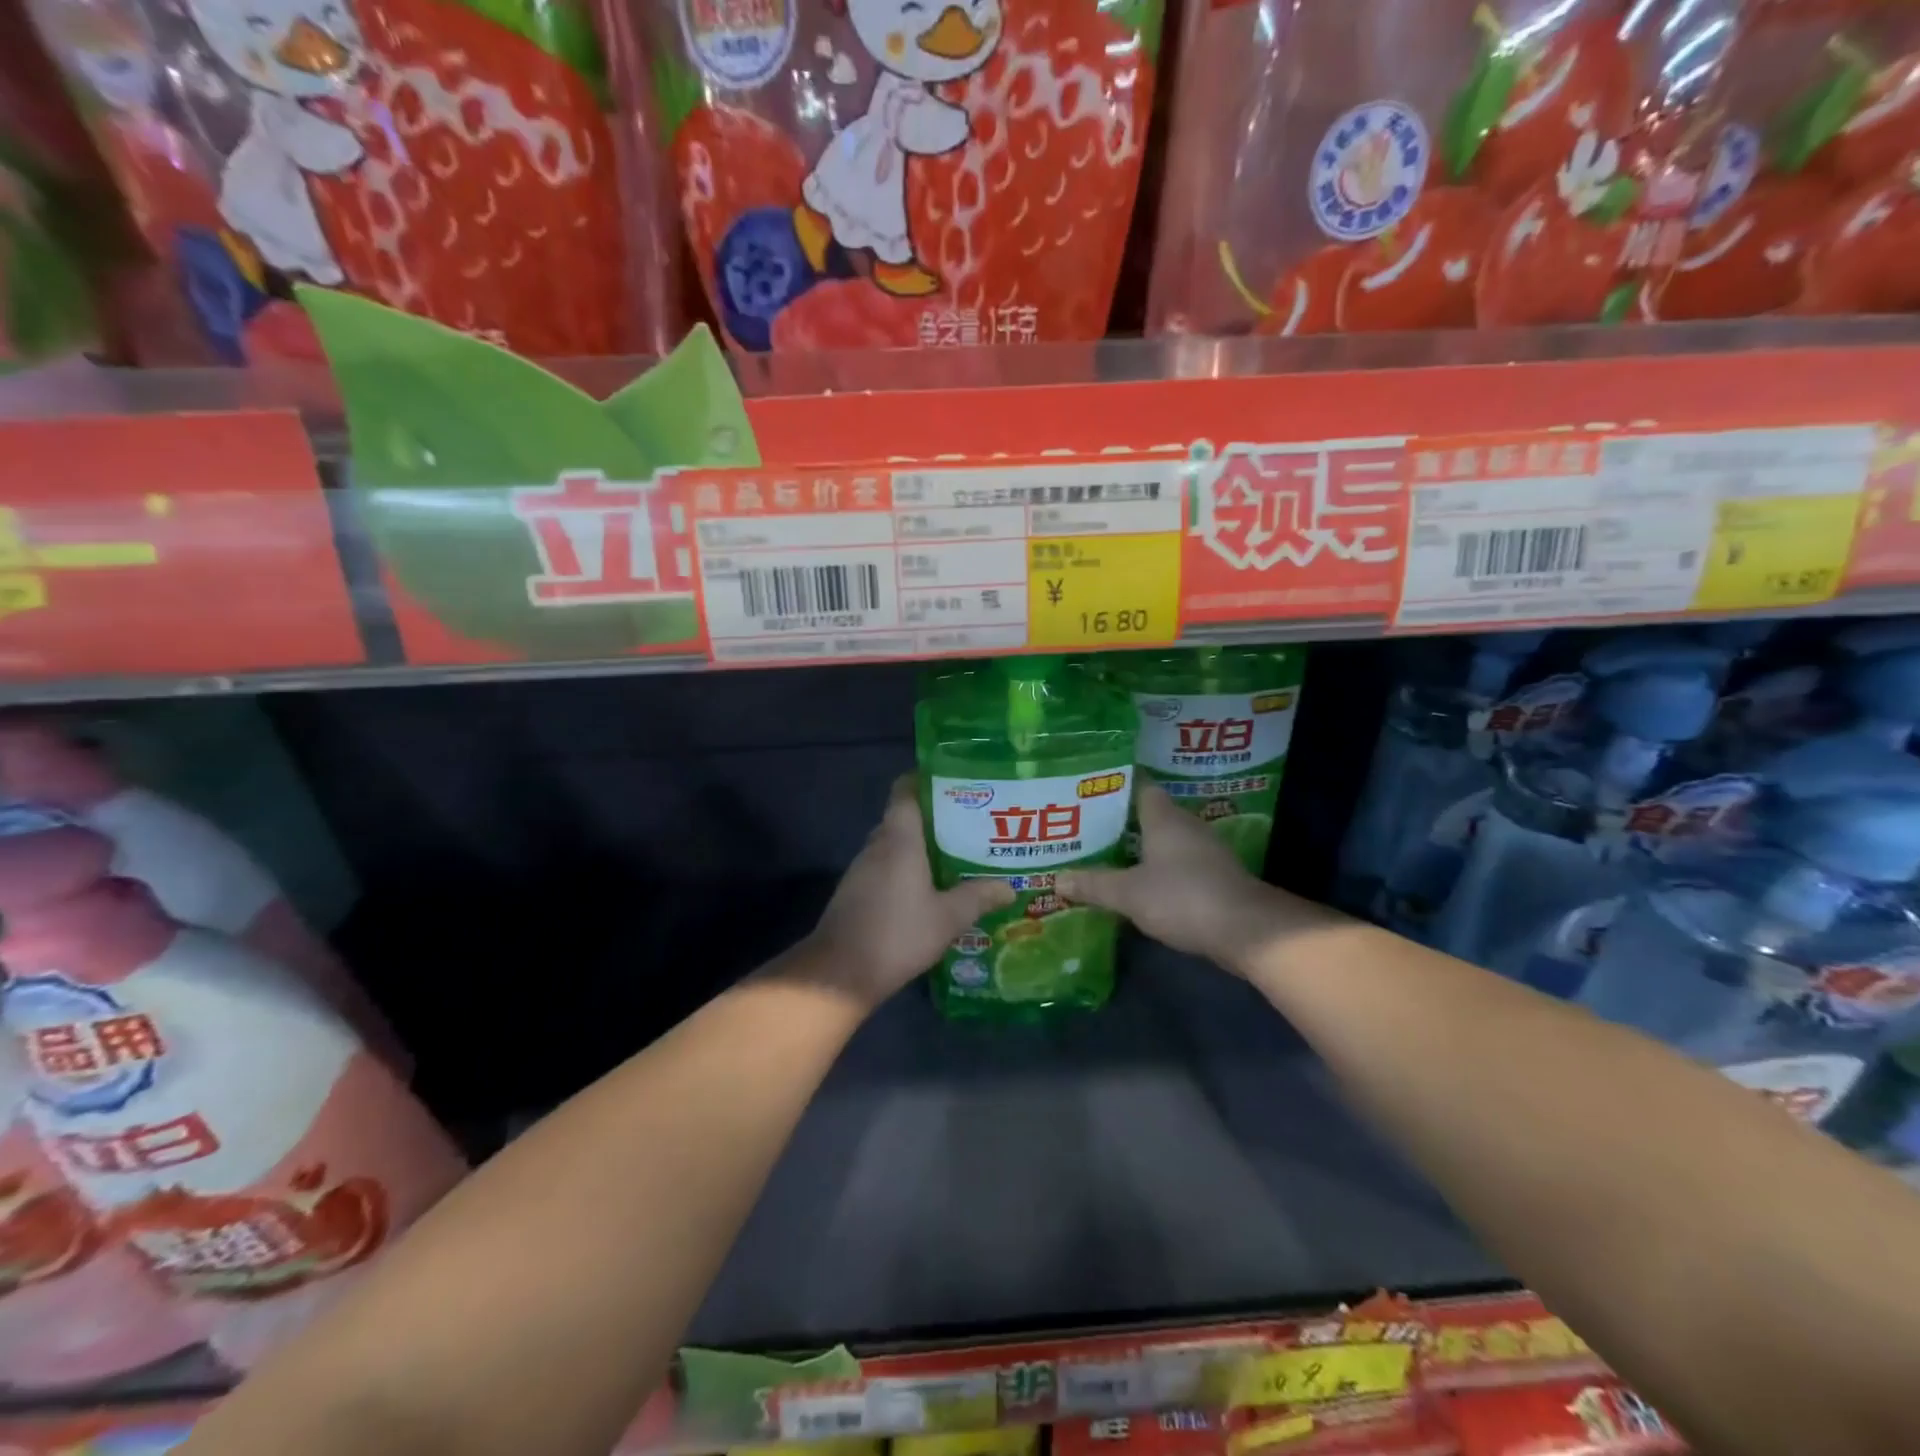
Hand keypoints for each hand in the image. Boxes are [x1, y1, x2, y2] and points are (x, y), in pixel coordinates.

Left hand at [803, 776, 1012, 1009]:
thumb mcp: (948, 918)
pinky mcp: (857, 891)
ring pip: (895, 844)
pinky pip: (886, 867)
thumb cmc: (897, 934)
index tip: (955, 784)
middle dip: (935, 817)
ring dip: (921, 846)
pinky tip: (930, 888)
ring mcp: (863, 869)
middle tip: (971, 823)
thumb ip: (978, 897)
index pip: (905, 790)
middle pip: (904, 817)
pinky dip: (907, 869)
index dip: (926, 780)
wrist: (839, 974)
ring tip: (957, 854)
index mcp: (899, 839)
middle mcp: (877, 845)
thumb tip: (1009, 886)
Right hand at [1056, 784, 1297, 971]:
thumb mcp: (1129, 894)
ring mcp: (1205, 851)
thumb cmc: (1183, 897)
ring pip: (1165, 840)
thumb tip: (1057, 879)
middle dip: (1121, 819)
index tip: (1090, 787)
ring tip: (1107, 854)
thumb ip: (1093, 884)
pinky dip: (1159, 869)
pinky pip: (1178, 863)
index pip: (1139, 786)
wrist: (1248, 931)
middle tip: (1087, 826)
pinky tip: (1140, 883)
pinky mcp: (1215, 876)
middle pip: (1151, 814)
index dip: (1116, 785)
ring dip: (1141, 847)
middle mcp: (1186, 826)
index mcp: (1164, 818)